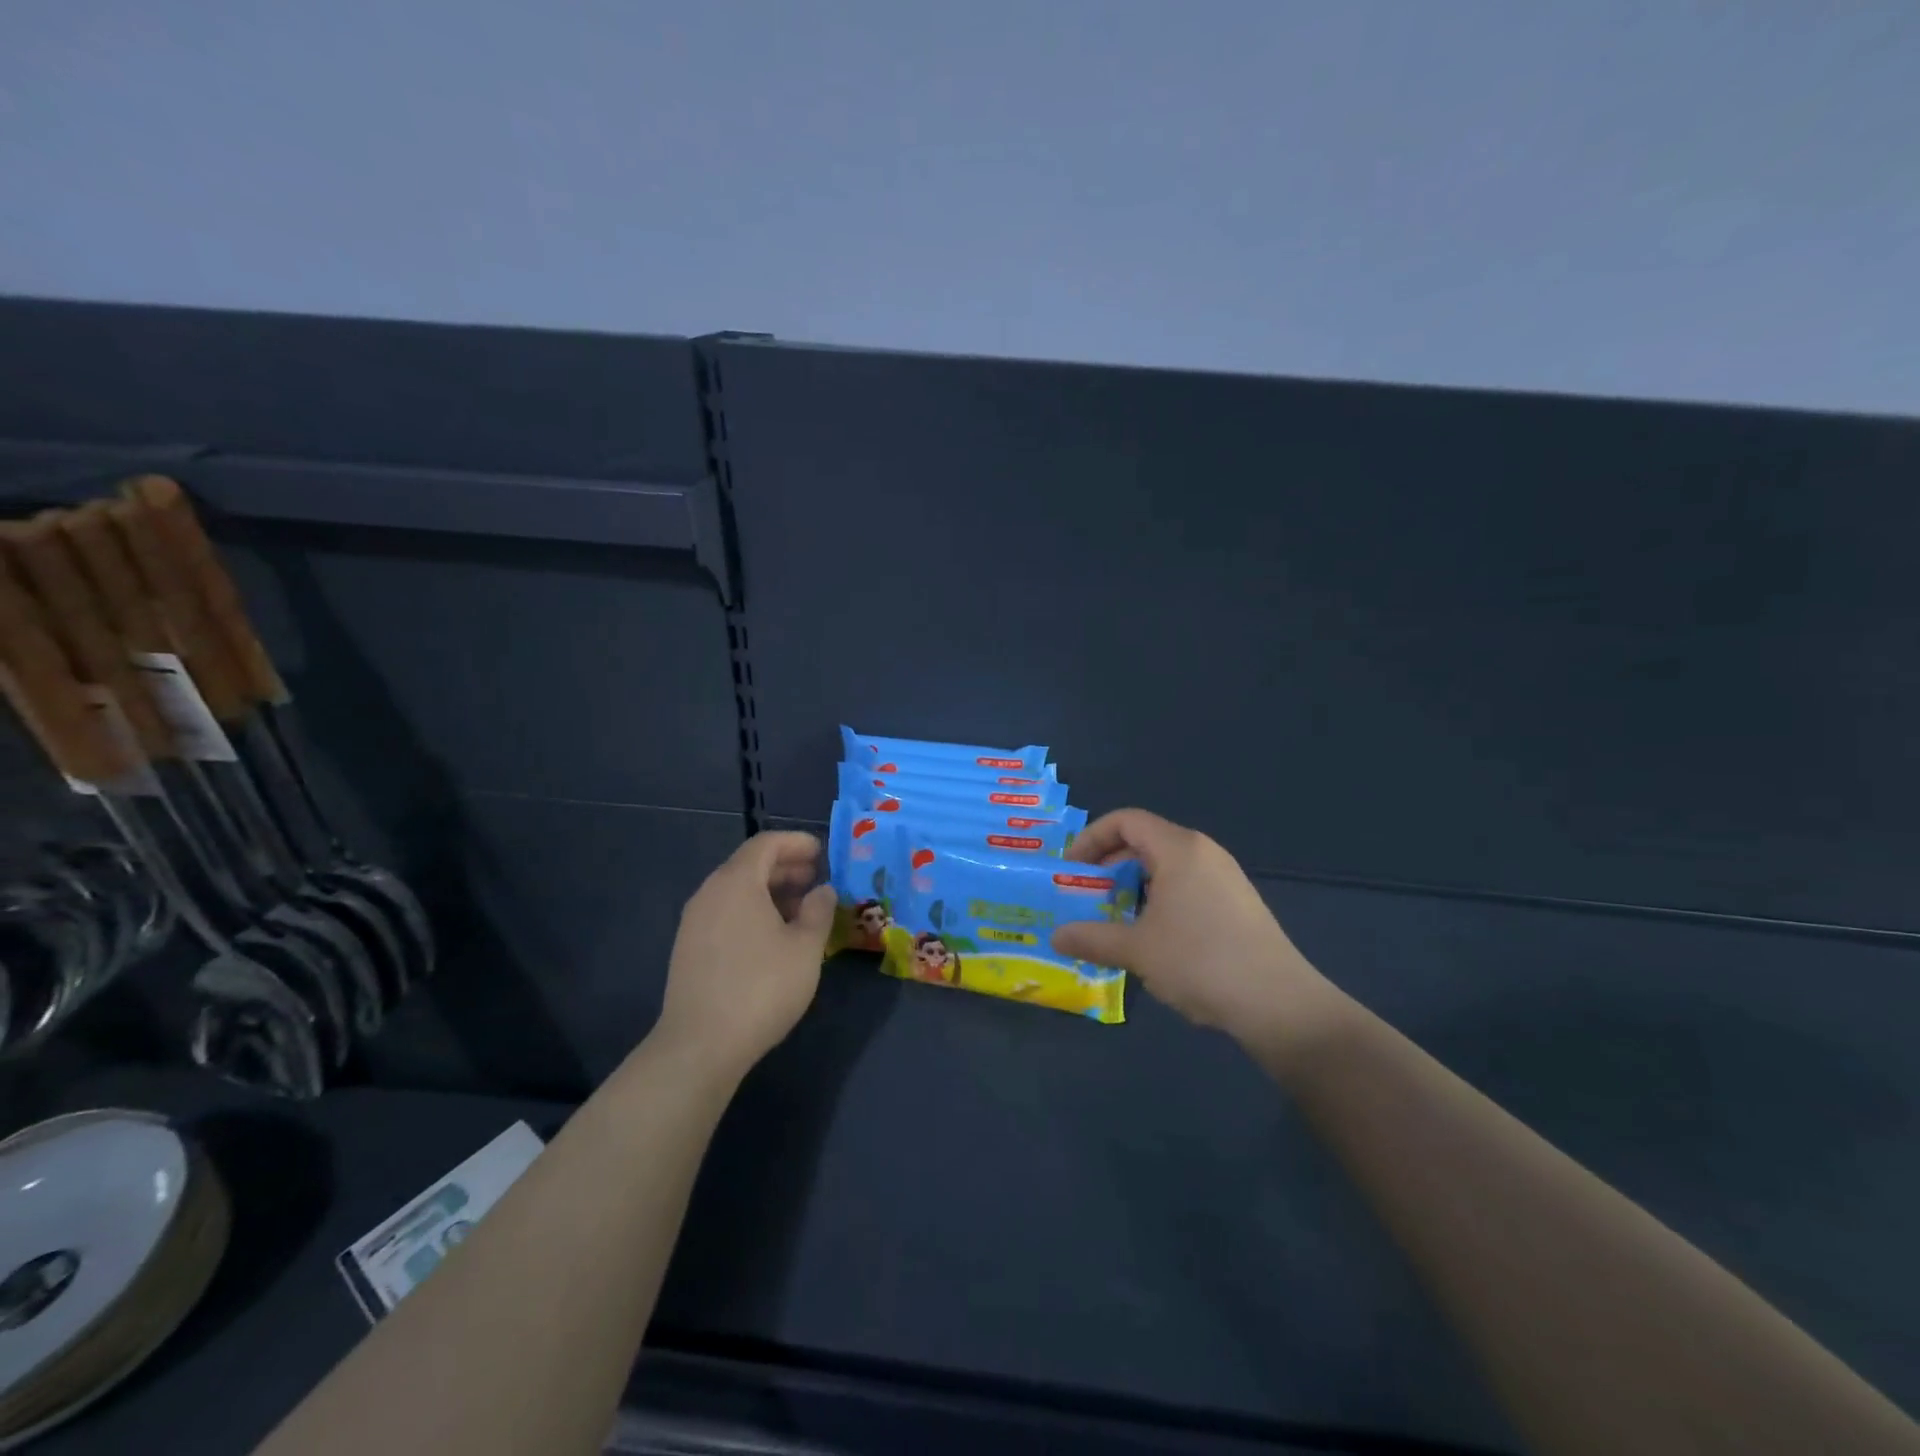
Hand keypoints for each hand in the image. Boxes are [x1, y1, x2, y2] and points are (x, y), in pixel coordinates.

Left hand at [654, 831, 837, 1078]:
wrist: (700, 1045)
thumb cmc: (761, 987)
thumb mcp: (805, 947)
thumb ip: (818, 911)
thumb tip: (823, 890)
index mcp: (736, 882)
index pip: (766, 844)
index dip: (796, 843)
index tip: (822, 852)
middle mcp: (710, 893)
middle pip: (749, 865)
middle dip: (785, 867)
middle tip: (816, 880)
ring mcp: (694, 922)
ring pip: (736, 891)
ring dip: (770, 892)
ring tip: (800, 911)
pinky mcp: (689, 949)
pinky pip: (725, 913)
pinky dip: (752, 911)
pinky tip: (773, 938)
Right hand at [1050, 809, 1340, 1047]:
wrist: (1279, 1003)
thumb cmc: (1200, 961)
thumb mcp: (1136, 950)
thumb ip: (1091, 938)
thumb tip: (1056, 937)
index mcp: (1179, 848)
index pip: (1125, 820)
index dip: (1091, 838)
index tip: (1071, 870)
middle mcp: (1203, 852)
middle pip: (1145, 840)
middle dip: (1109, 864)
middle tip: (1087, 896)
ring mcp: (1225, 877)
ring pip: (1166, 866)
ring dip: (1133, 885)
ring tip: (1115, 920)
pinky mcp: (1238, 903)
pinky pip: (1187, 885)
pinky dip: (1159, 899)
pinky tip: (1154, 938)